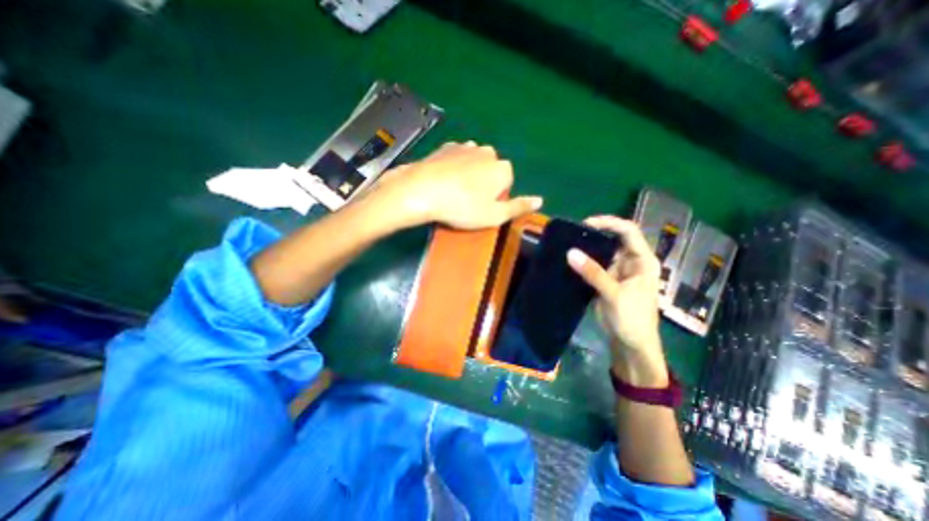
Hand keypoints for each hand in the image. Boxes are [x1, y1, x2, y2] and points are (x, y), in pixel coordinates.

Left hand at [373, 143, 546, 230]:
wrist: (422, 191)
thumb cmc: (462, 208)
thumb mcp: (494, 215)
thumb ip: (518, 207)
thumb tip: (540, 200)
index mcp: (502, 168)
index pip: (507, 182)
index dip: (495, 196)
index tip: (481, 207)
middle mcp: (487, 152)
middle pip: (491, 170)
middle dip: (483, 183)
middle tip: (467, 201)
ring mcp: (465, 146)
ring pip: (474, 163)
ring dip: (469, 174)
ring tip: (454, 191)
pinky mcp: (445, 147)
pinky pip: (456, 158)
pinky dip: (454, 167)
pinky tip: (443, 180)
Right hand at [566, 213, 668, 387]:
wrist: (631, 344)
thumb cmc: (632, 319)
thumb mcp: (614, 294)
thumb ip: (593, 273)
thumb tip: (570, 252)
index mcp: (642, 261)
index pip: (628, 231)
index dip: (609, 223)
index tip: (586, 224)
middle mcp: (631, 262)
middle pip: (613, 239)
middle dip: (594, 234)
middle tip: (572, 233)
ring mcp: (617, 271)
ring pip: (601, 253)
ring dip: (586, 248)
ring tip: (567, 243)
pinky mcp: (606, 281)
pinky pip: (593, 266)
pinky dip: (582, 262)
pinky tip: (569, 260)